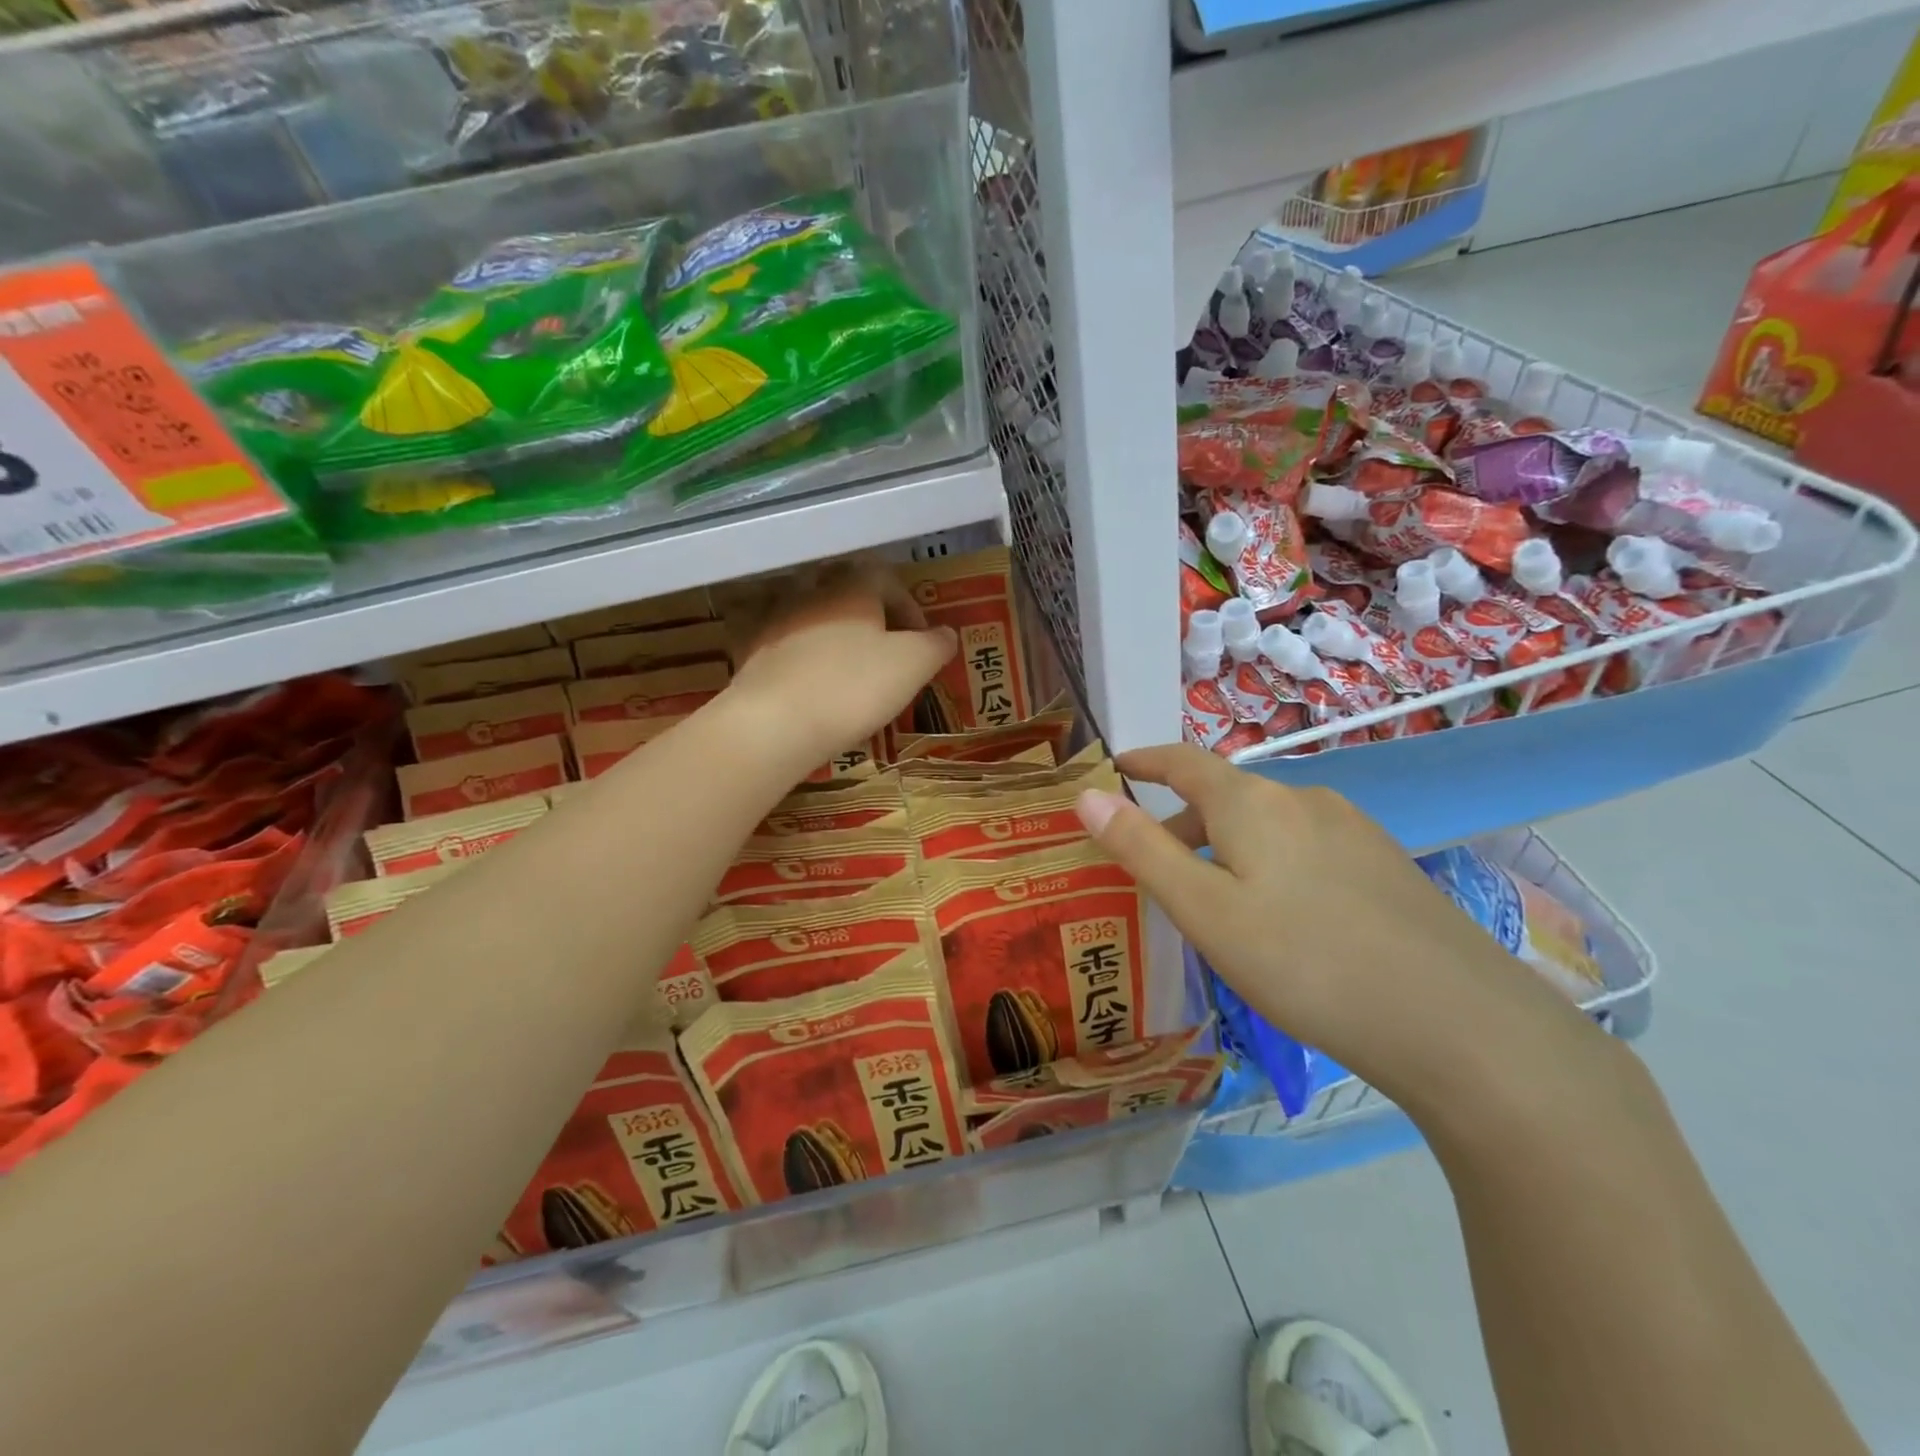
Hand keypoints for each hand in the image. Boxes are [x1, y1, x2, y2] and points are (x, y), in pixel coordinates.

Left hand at [725, 562, 956, 770]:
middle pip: (846, 594)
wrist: (775, 723)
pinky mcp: (751, 655)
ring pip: (813, 619)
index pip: (885, 578)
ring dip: (835, 638)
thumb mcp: (914, 665)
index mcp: (852, 588)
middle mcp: (811, 594)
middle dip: (869, 618)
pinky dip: (805, 662)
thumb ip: (935, 645)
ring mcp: (775, 623)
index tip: (921, 638)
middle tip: (886, 650)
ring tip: (851, 673)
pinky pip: (786, 648)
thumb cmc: (854, 687)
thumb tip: (946, 633)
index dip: (909, 606)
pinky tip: (815, 690)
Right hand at [1073, 744, 1593, 1107]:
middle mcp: (1303, 798)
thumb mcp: (1204, 910)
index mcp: (1252, 801)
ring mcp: (1353, 829)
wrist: (1456, 1022)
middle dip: (1181, 822)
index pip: (1183, 761)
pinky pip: (1304, 847)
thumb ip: (1141, 849)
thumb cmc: (1304, 961)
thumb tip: (1087, 795)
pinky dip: (1269, 863)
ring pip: (1267, 825)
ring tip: (1213, 901)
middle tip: (1152, 868)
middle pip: (1225, 796)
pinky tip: (1282, 919)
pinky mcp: (1385, 864)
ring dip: (1227, 847)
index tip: (1115, 766)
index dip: (1144, 760)